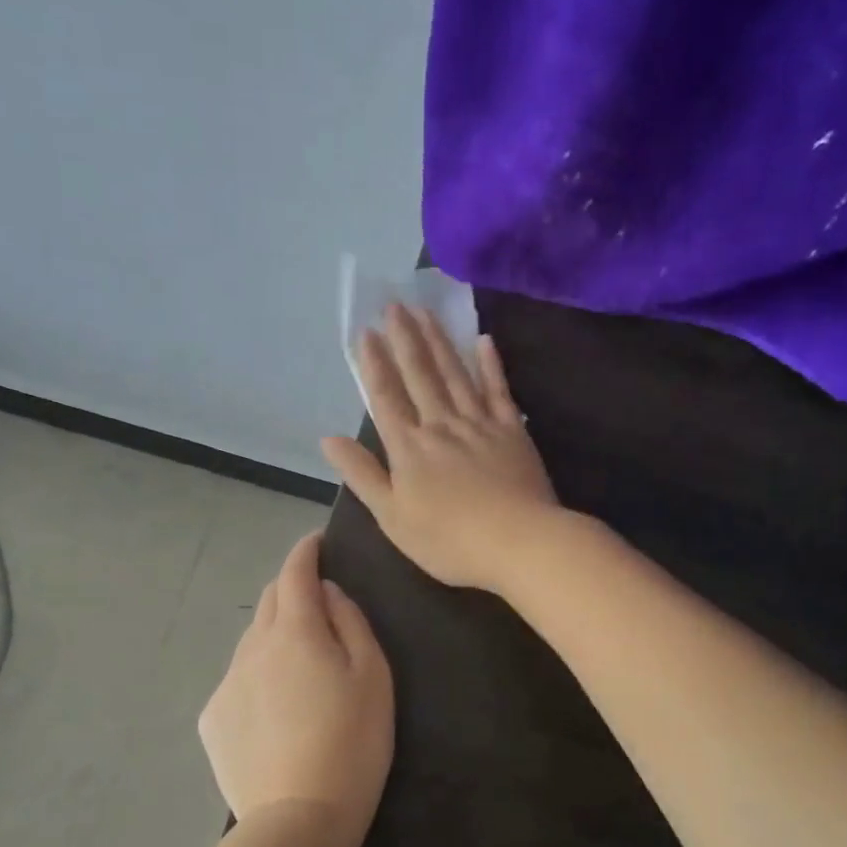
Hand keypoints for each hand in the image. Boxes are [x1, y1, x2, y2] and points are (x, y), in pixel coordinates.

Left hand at [198, 533, 393, 845]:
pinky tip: (278, 710)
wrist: (299, 821)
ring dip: (276, 634)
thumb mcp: (373, 675)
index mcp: (295, 631)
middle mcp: (253, 647)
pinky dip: (259, 675)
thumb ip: (350, 622)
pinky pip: (239, 679)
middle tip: (319, 605)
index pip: (295, 572)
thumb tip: (328, 593)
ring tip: (302, 665)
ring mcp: (228, 683)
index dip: (306, 551)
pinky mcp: (213, 719)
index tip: (317, 543)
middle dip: (292, 590)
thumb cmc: (353, 742)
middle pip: (269, 601)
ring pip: (252, 641)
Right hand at [322, 304, 559, 592]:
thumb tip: (328, 439)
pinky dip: (491, 364)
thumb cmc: (449, 540)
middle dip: (405, 338)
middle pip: (420, 375)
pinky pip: (499, 390)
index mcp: (409, 447)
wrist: (518, 542)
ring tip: (426, 312)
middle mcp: (441, 425)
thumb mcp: (392, 517)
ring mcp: (480, 424)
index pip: (386, 397)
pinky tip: (483, 340)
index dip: (374, 364)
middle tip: (395, 304)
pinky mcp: (513, 430)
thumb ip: (362, 474)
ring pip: (455, 374)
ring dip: (439, 341)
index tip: (366, 332)